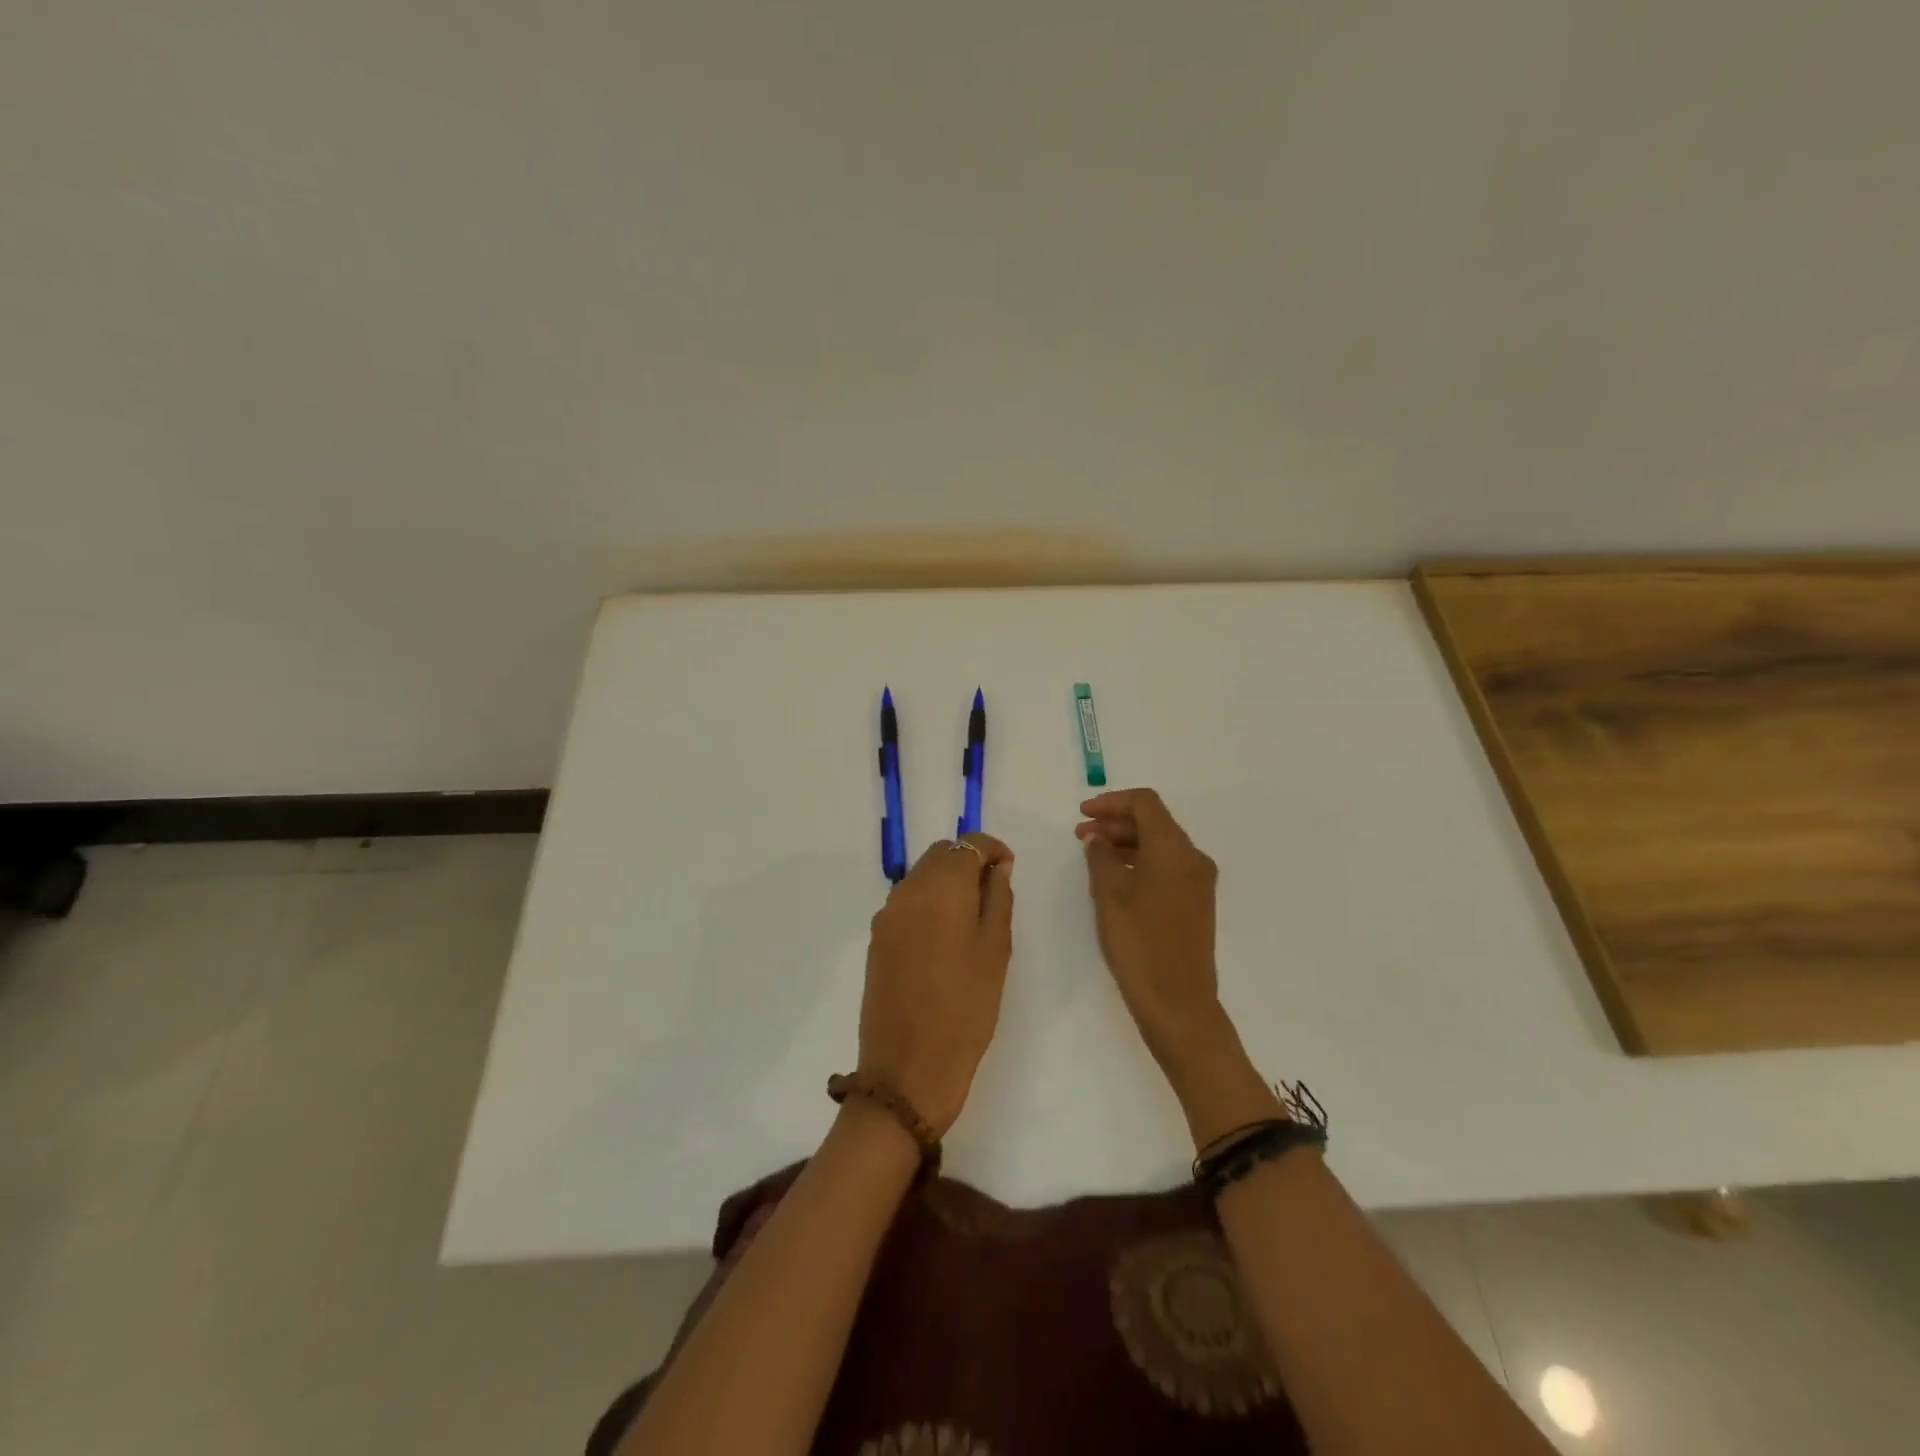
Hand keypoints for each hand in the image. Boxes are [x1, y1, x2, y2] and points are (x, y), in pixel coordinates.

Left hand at [858, 834, 1014, 1137]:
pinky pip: (907, 902)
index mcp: (940, 889)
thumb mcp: (995, 952)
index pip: (966, 844)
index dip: (991, 849)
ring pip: (921, 876)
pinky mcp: (877, 939)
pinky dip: (929, 902)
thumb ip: (997, 900)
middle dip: (968, 861)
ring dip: (947, 881)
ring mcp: (887, 915)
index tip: (1009, 868)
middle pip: (939, 855)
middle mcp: (907, 891)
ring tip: (973, 916)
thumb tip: (997, 868)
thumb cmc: (965, 1010)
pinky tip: (946, 936)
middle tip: (995, 891)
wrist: (907, 1069)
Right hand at [1076, 789, 1223, 1067]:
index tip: (1082, 814)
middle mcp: (1193, 858)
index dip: (1111, 802)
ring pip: (1160, 845)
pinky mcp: (1195, 902)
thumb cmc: (1140, 944)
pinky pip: (1166, 866)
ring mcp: (1198, 881)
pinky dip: (1140, 861)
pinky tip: (1115, 877)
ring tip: (1093, 855)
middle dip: (1116, 822)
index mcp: (1174, 849)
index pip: (1145, 803)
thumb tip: (1097, 838)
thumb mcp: (1109, 895)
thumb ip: (1101, 857)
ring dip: (1126, 842)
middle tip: (1081, 835)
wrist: (1178, 1004)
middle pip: (1154, 822)